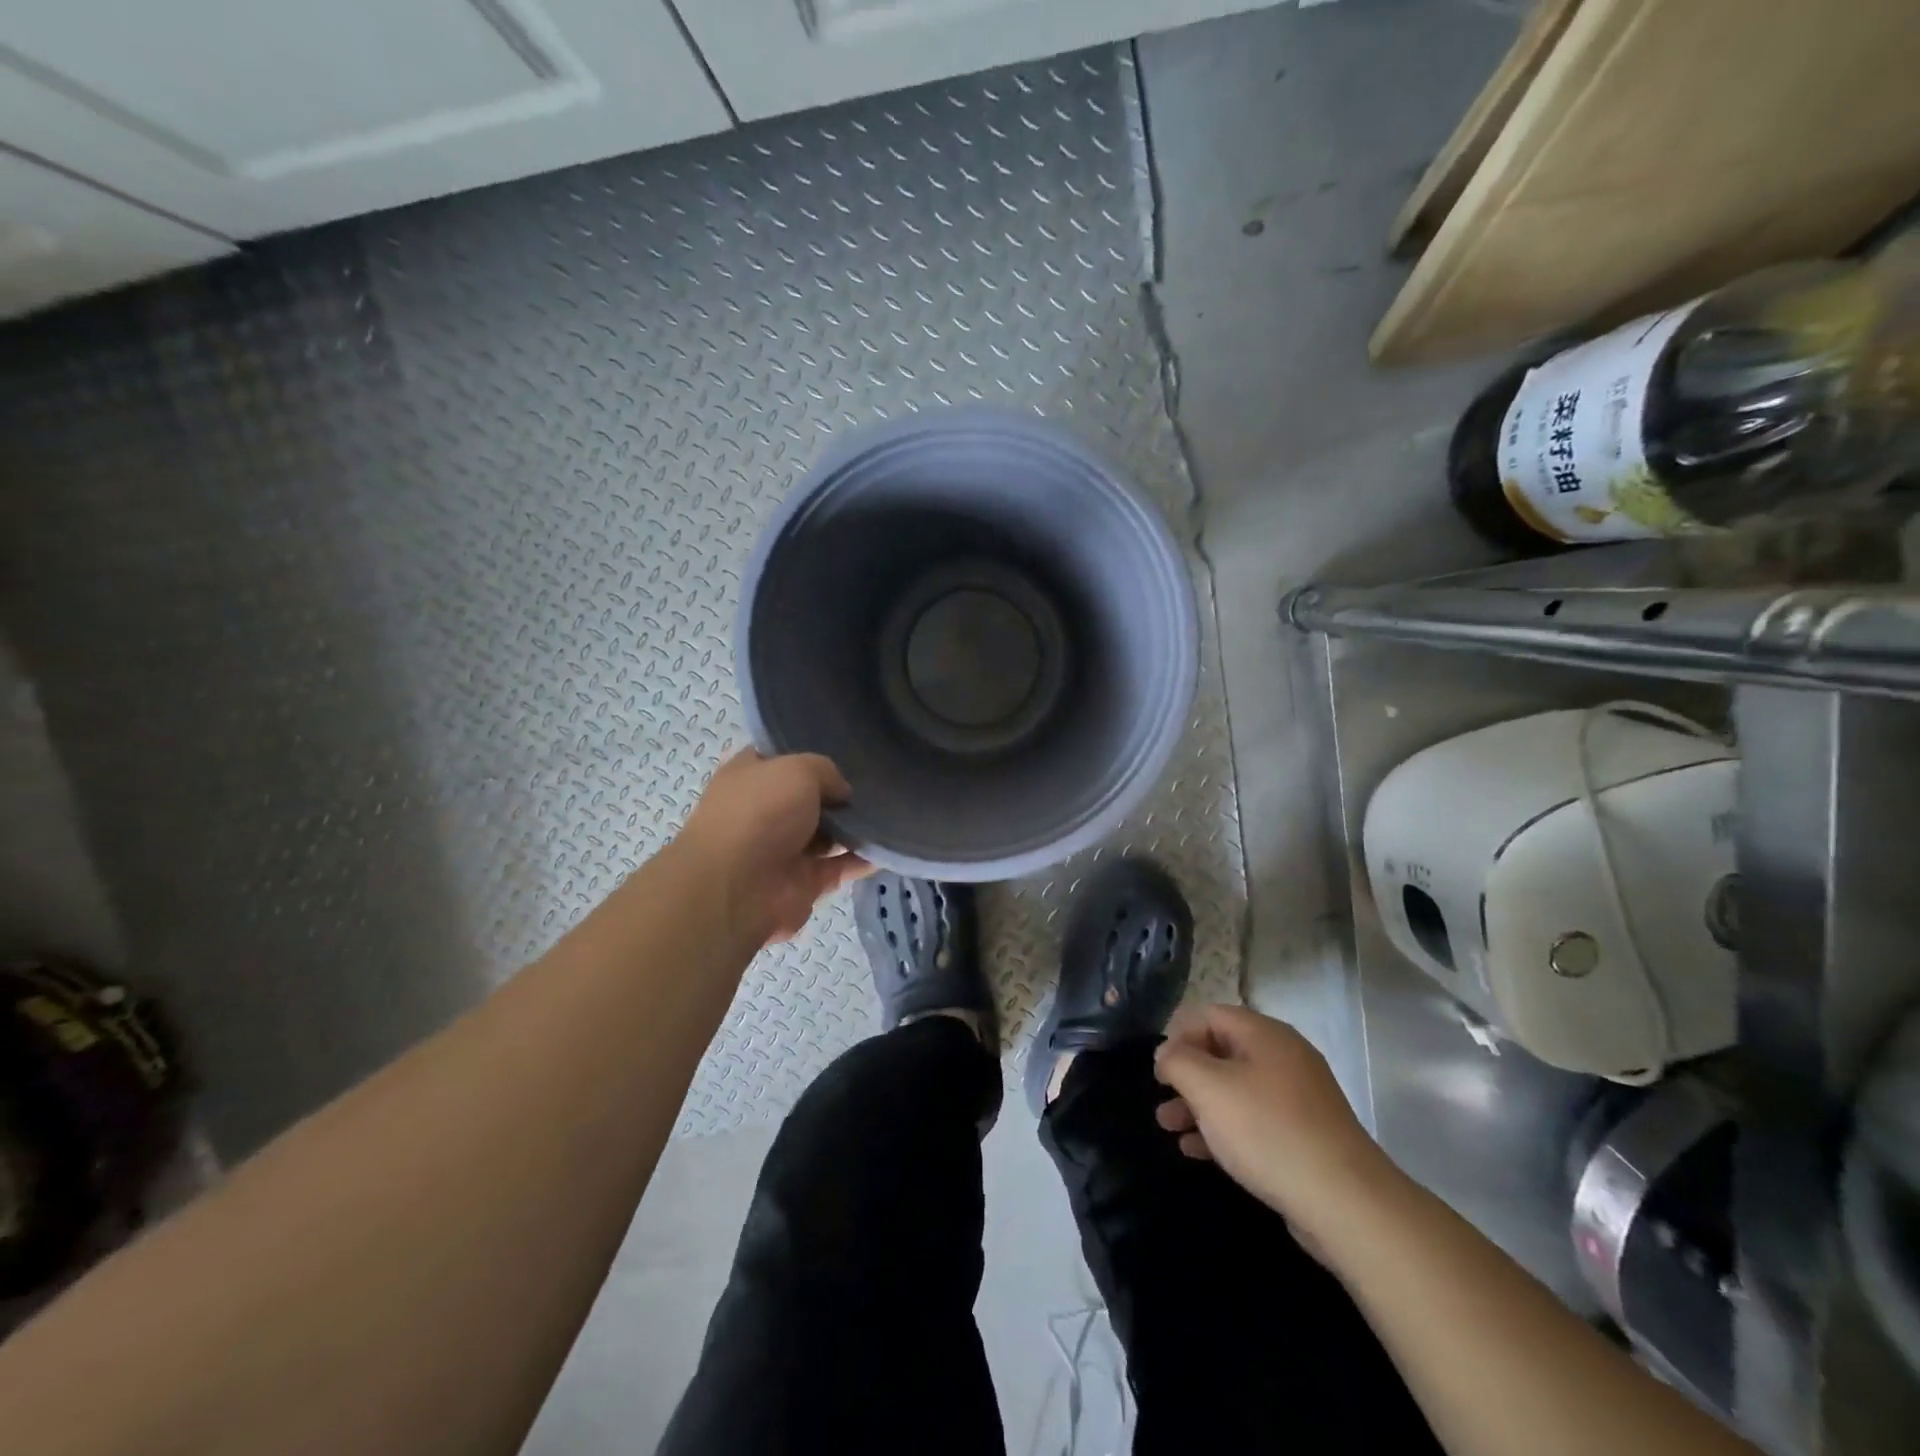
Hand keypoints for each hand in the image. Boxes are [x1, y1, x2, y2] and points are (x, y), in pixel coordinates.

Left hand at [674, 749, 872, 946]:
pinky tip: (891, 846)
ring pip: (827, 834)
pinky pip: (840, 866)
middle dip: (840, 792)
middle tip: (880, 781)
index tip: (848, 748)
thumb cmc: (760, 813)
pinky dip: (863, 859)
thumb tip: (842, 793)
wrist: (737, 888)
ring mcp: (783, 849)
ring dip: (855, 827)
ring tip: (894, 810)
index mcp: (750, 777)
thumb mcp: (798, 770)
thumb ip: (827, 771)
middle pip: (809, 797)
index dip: (811, 751)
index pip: (782, 757)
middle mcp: (765, 811)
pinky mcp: (803, 882)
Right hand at [1153, 1005, 1397, 1239]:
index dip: (1177, 1035)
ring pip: (1235, 1089)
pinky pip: (1253, 1120)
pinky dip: (1223, 1128)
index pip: (1209, 1015)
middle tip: (1160, 1099)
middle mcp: (1283, 1057)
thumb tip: (1167, 1053)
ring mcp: (1297, 1098)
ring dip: (1198, 1104)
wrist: (1346, 1203)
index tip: (1158, 1069)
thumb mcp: (1208, 1088)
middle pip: (1221, 1051)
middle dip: (1186, 1074)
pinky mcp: (1304, 1136)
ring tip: (1168, 1127)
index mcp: (1264, 1034)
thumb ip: (1178, 1061)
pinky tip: (1197, 1151)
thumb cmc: (1267, 1131)